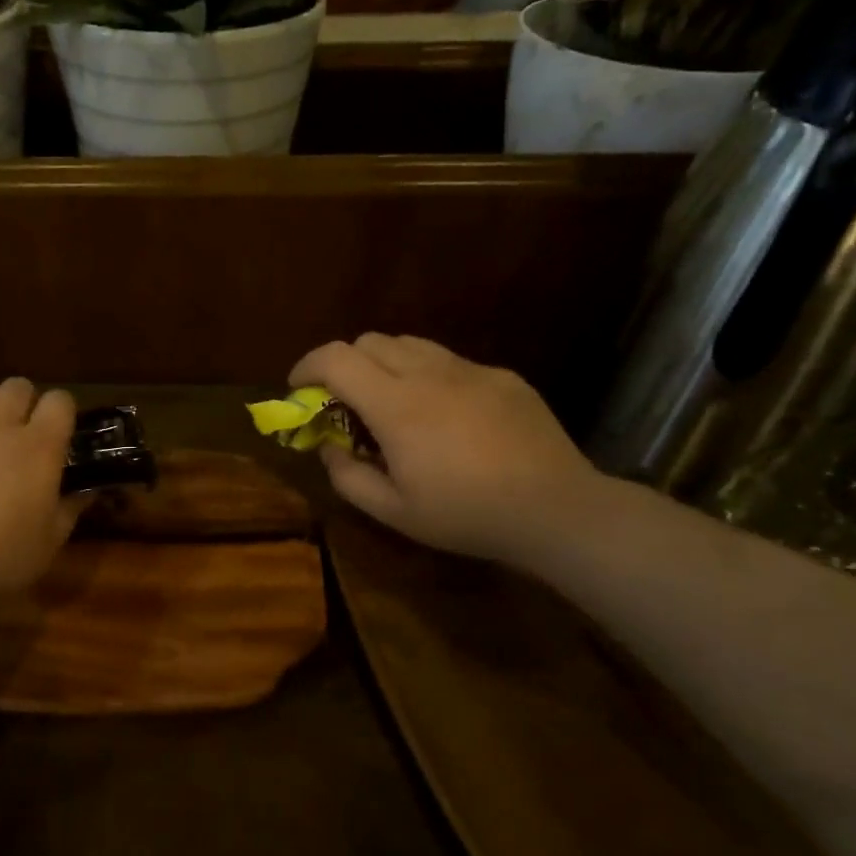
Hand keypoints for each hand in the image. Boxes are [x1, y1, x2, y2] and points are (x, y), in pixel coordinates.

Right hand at [290, 335, 600, 566]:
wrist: (556, 509)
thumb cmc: (466, 514)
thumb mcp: (393, 511)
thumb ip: (348, 477)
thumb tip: (329, 449)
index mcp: (396, 405)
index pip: (335, 358)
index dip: (306, 367)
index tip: (298, 389)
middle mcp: (429, 373)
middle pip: (369, 341)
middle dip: (344, 365)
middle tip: (346, 403)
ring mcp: (470, 370)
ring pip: (410, 344)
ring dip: (385, 365)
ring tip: (393, 404)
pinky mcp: (502, 376)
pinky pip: (450, 362)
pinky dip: (428, 376)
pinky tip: (446, 416)